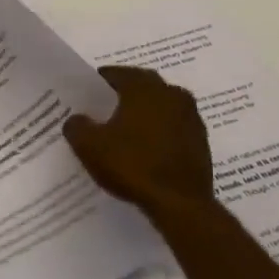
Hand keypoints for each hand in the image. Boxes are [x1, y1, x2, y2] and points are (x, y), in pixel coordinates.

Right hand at [63, 66, 215, 224]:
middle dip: (123, 95)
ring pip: (160, 106)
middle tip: (104, 111)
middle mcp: (171, 93)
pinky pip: (173, 127)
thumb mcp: (89, 146)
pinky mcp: (201, 141)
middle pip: (142, 86)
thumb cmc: (132, 165)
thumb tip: (77, 120)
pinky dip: (159, 133)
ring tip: (125, 132)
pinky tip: (145, 150)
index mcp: (144, 87)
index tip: (86, 96)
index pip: (116, 74)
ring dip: (144, 114)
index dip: (98, 83)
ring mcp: (191, 117)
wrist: (180, 204)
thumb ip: (77, 126)